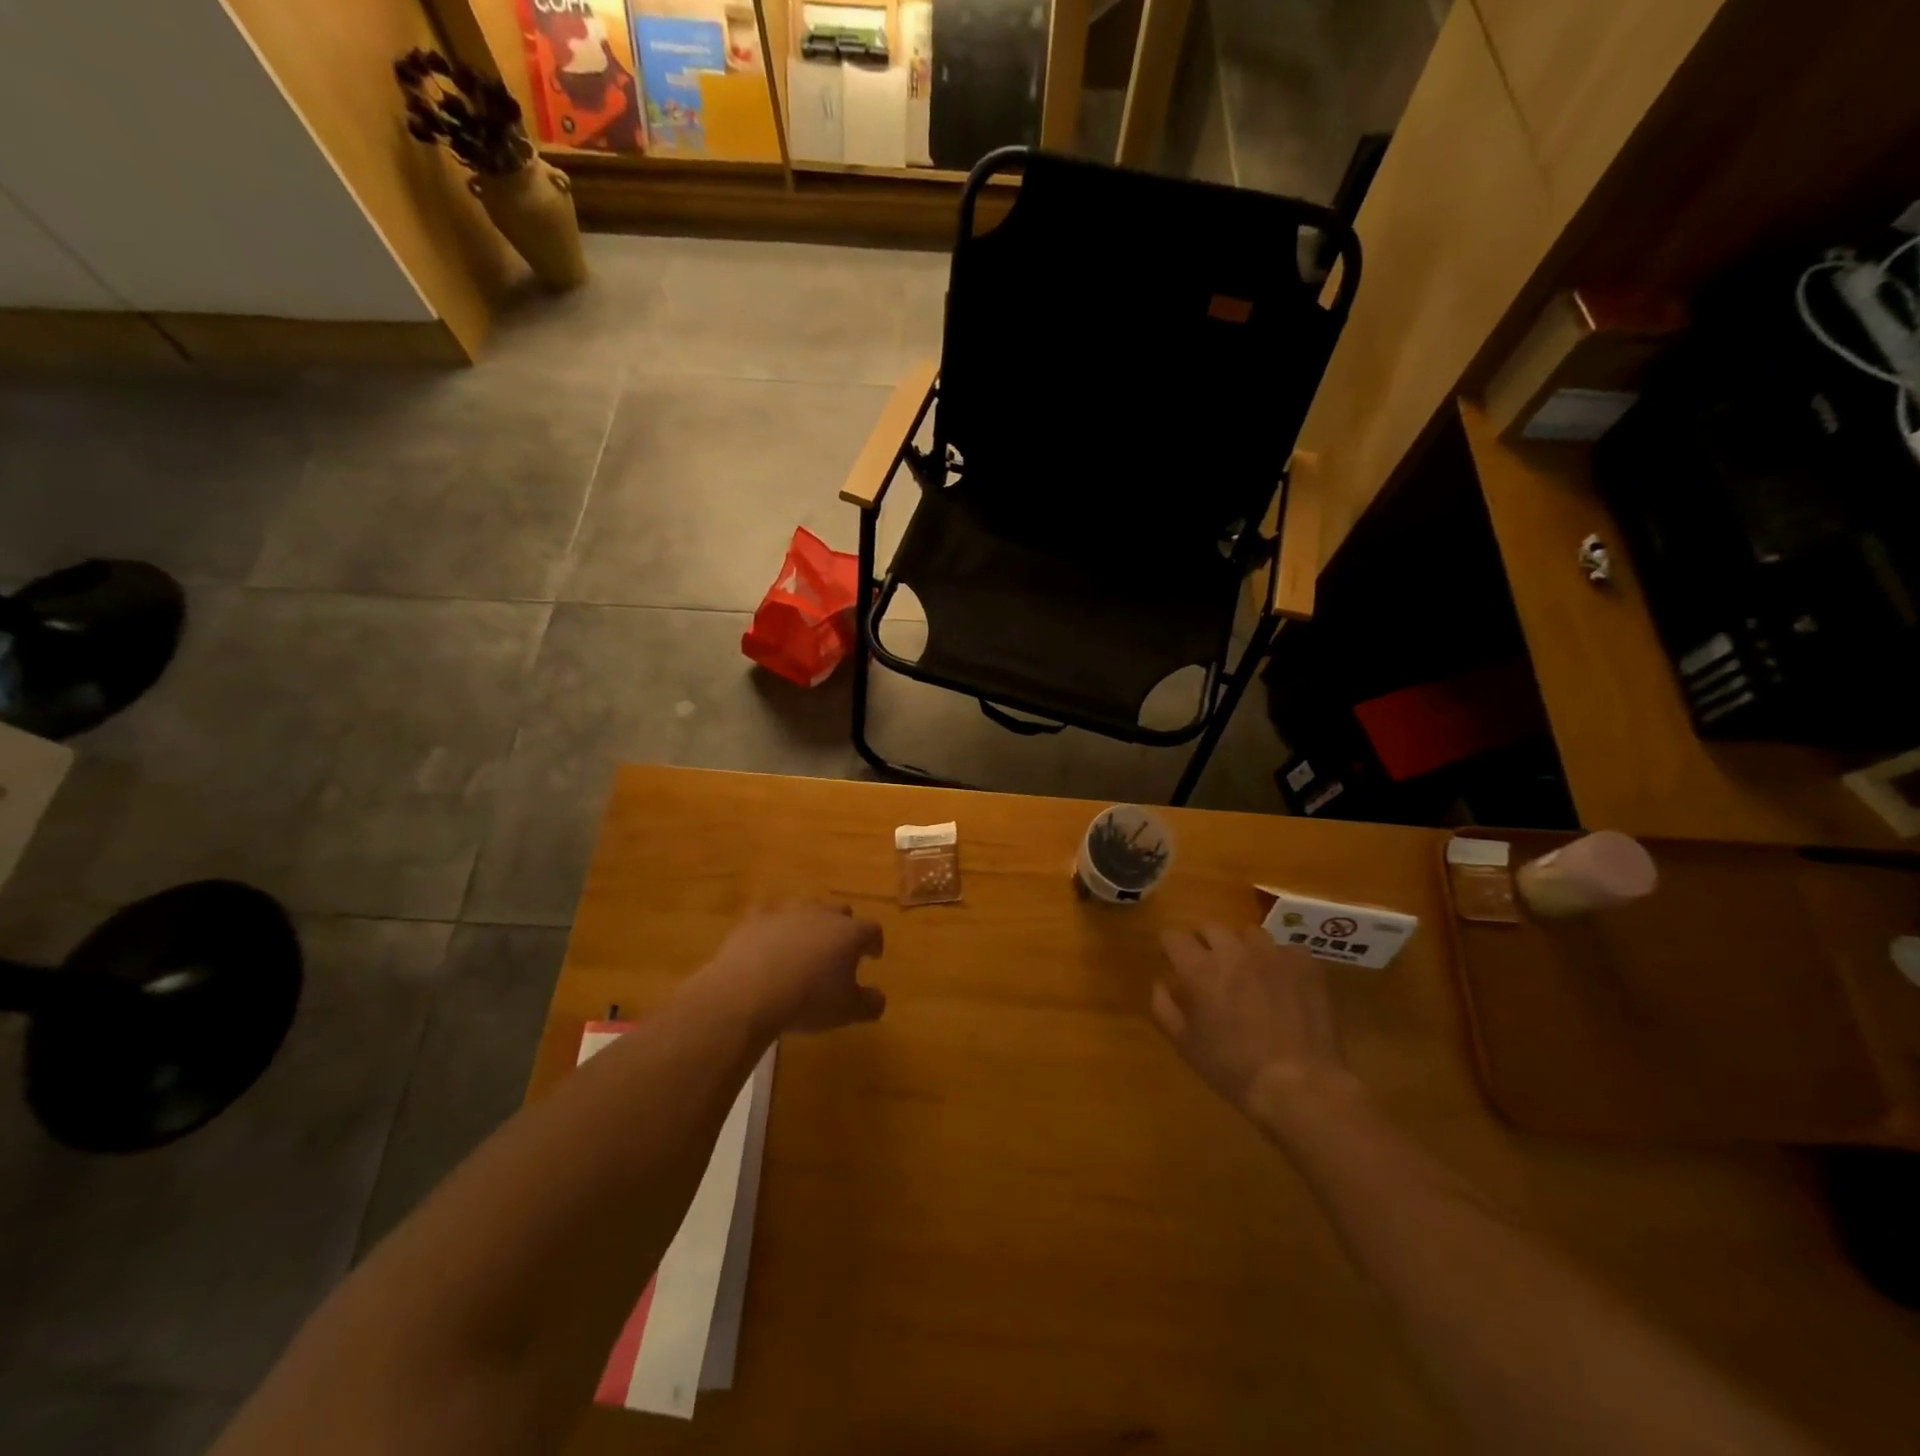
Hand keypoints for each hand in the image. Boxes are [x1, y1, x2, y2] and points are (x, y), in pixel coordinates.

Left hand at [706, 903, 885, 1034]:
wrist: (748, 992)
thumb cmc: (808, 1000)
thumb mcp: (847, 1011)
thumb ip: (870, 1004)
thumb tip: (879, 998)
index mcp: (849, 933)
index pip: (872, 930)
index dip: (874, 943)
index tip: (873, 956)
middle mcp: (821, 914)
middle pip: (841, 912)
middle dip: (843, 928)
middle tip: (839, 950)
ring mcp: (787, 911)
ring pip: (805, 908)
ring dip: (809, 923)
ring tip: (803, 945)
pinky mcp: (755, 918)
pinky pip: (768, 915)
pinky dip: (772, 926)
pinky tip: (767, 941)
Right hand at [1152, 924, 1360, 1123]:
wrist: (1300, 1086)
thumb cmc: (1234, 1069)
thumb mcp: (1186, 1045)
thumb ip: (1164, 1007)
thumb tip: (1160, 983)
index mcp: (1199, 969)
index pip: (1173, 936)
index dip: (1170, 946)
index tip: (1172, 960)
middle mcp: (1233, 951)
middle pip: (1210, 927)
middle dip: (1204, 943)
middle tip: (1209, 968)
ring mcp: (1272, 954)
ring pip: (1249, 933)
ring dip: (1242, 948)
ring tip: (1248, 972)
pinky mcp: (1305, 964)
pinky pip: (1285, 950)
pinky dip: (1279, 962)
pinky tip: (1283, 985)